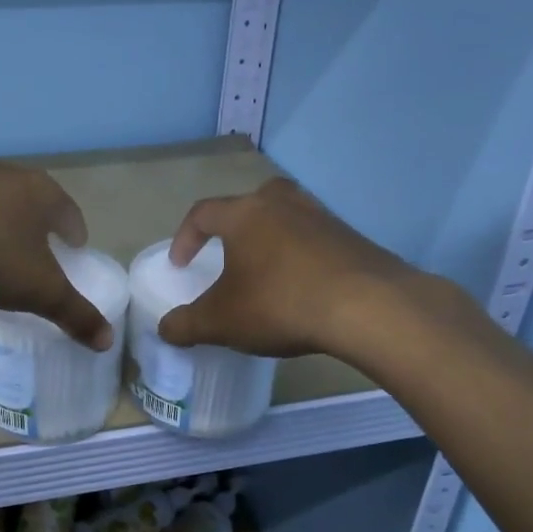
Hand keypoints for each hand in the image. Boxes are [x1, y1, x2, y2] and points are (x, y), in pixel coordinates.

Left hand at [0, 163, 113, 349]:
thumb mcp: (40, 291)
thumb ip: (75, 314)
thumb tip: (107, 341)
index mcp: (41, 191)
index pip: (68, 211)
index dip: (74, 232)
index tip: (74, 248)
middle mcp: (7, 174)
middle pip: (32, 199)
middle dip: (38, 222)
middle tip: (40, 249)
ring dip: (1, 219)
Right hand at [156, 177, 429, 359]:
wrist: (368, 307)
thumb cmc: (280, 303)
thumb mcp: (221, 321)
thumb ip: (186, 324)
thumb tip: (164, 329)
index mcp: (244, 214)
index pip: (203, 213)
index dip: (185, 237)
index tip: (181, 265)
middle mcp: (282, 204)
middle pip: (251, 201)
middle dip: (235, 225)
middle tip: (230, 253)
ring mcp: (322, 217)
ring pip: (287, 217)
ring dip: (272, 239)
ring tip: (268, 273)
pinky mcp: (353, 238)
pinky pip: (316, 240)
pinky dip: (303, 257)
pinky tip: (305, 288)